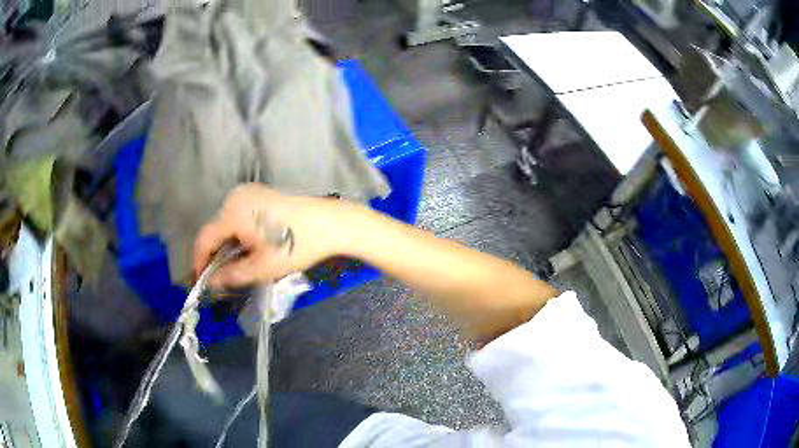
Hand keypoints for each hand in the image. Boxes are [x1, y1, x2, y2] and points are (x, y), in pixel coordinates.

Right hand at [193, 184, 350, 287]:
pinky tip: (248, 248)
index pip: (204, 238)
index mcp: (232, 212)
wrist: (330, 223)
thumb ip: (231, 276)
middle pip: (214, 229)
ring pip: (226, 223)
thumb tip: (210, 283)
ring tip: (235, 267)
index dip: (199, 262)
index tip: (200, 281)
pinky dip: (238, 234)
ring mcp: (248, 192)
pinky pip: (238, 215)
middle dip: (214, 255)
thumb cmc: (296, 245)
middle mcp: (235, 196)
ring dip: (227, 245)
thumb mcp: (262, 267)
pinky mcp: (260, 193)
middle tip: (219, 279)